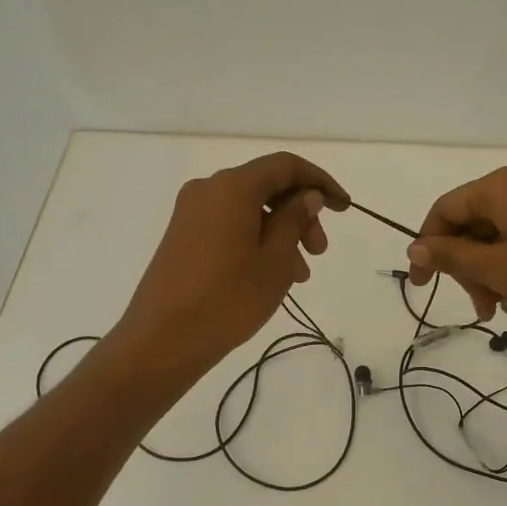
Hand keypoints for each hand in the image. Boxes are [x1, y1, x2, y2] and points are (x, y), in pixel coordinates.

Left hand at [115, 152, 348, 376]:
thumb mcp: (275, 260)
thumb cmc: (228, 298)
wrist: (162, 339)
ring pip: (250, 209)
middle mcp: (209, 189)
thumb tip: (307, 196)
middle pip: (267, 186)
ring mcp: (191, 213)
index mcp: (232, 187)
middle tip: (319, 252)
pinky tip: (270, 275)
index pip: (285, 166)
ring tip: (299, 274)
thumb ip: (295, 220)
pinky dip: (257, 240)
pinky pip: (230, 225)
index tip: (344, 207)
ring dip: (281, 232)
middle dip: (300, 214)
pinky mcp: (183, 236)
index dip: (320, 181)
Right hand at [406, 167, 506, 320]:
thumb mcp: (496, 267)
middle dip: (468, 270)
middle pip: (472, 226)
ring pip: (497, 236)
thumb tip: (414, 248)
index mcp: (495, 187)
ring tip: (504, 309)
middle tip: (481, 307)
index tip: (422, 283)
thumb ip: (451, 257)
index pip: (444, 211)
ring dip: (492, 273)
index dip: (427, 247)